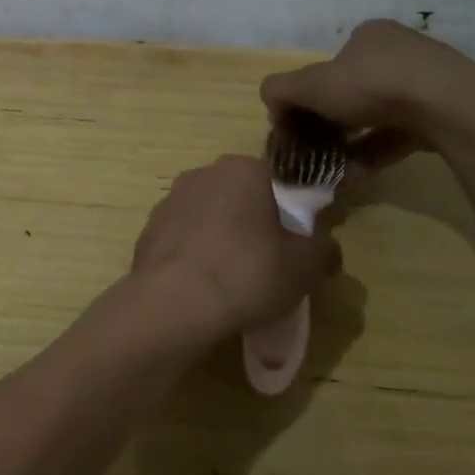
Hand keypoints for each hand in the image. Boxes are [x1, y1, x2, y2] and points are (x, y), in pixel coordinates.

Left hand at [129, 156, 341, 344]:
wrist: (171, 304)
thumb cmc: (246, 274)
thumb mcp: (304, 268)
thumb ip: (323, 250)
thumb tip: (326, 247)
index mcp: (244, 169)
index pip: (280, 179)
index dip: (293, 209)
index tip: (298, 240)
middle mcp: (204, 174)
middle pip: (242, 195)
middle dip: (256, 222)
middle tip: (270, 261)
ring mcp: (170, 201)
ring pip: (210, 216)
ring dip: (223, 238)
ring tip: (233, 279)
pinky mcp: (149, 230)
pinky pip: (185, 239)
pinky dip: (196, 256)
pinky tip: (203, 286)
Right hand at [259, 19, 474, 165]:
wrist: (447, 105)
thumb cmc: (372, 84)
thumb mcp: (312, 84)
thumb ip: (281, 89)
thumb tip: (269, 100)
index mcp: (367, 36)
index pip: (329, 65)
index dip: (308, 95)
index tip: (297, 123)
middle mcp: (397, 52)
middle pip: (351, 92)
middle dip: (329, 124)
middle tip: (314, 150)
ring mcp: (424, 83)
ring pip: (375, 116)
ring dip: (350, 144)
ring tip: (333, 170)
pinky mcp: (441, 113)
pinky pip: (398, 134)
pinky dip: (375, 152)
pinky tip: (357, 174)